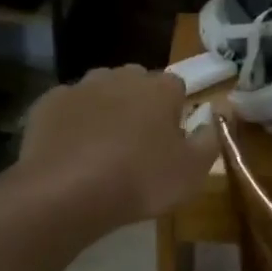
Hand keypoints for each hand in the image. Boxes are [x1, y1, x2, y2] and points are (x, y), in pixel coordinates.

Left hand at [19, 65, 218, 224]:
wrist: (66, 193)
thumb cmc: (140, 181)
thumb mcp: (193, 170)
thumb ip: (212, 137)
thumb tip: (224, 109)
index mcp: (160, 89)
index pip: (176, 86)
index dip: (175, 110)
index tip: (172, 137)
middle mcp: (120, 77)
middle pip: (137, 82)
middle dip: (140, 103)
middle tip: (139, 142)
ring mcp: (80, 87)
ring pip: (100, 90)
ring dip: (106, 109)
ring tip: (103, 147)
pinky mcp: (47, 104)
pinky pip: (68, 107)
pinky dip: (73, 122)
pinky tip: (72, 150)